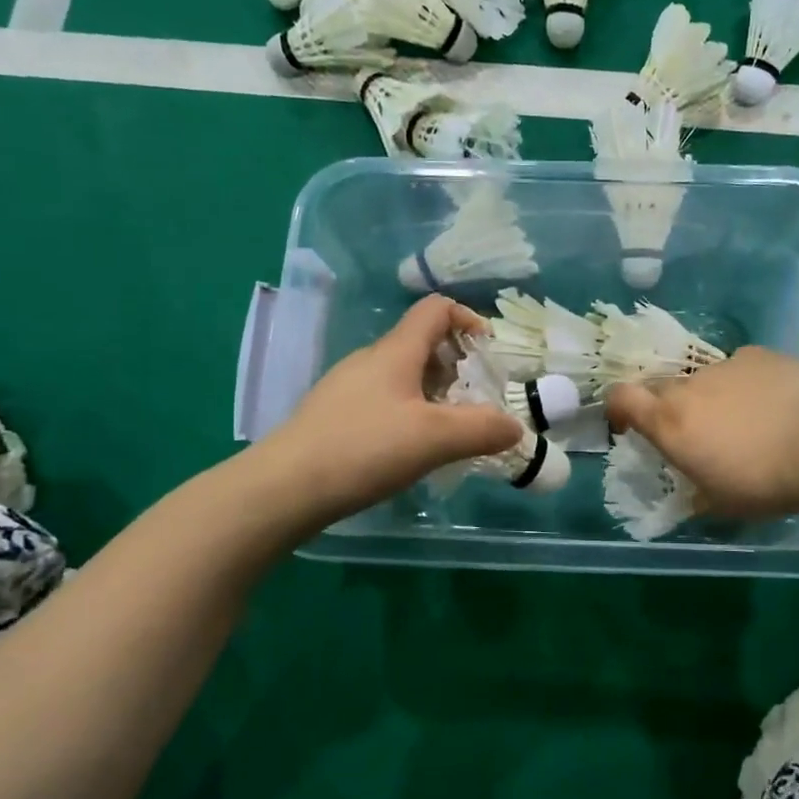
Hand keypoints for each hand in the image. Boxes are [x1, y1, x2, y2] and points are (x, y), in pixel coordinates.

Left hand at [257, 296, 521, 523]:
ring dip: (434, 394)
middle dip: (457, 366)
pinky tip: (410, 451)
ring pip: (402, 376)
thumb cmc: (364, 449)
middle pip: (421, 344)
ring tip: (449, 431)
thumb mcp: (435, 438)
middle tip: (476, 402)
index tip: (490, 354)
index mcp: (395, 352)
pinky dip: (408, 414)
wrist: (283, 489)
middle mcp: (369, 361)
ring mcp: (346, 389)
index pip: (435, 309)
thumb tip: (515, 427)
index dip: (469, 319)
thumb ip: (483, 429)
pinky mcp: (333, 417)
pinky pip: (383, 401)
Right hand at [605, 348, 798, 517]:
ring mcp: (724, 366)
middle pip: (663, 388)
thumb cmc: (762, 482)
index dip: (618, 406)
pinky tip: (772, 402)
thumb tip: (692, 493)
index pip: (621, 397)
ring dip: (712, 397)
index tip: (628, 424)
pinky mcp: (758, 355)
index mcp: (669, 423)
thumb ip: (696, 492)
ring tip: (746, 421)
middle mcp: (689, 387)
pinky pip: (740, 368)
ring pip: (705, 379)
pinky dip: (745, 383)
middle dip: (670, 408)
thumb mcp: (720, 503)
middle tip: (697, 433)